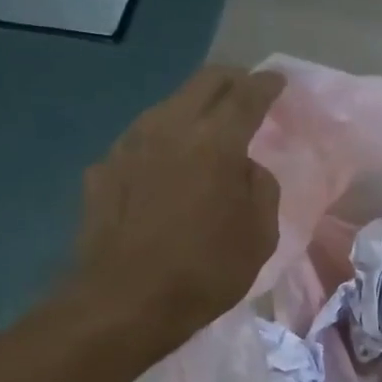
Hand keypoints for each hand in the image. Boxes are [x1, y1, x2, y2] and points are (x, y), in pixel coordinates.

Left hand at [62, 65, 284, 346]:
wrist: (126, 301)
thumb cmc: (207, 271)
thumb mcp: (260, 236)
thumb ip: (261, 188)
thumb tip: (246, 167)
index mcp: (216, 143)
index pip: (246, 96)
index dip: (266, 85)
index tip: (278, 80)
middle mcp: (169, 128)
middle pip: (203, 84)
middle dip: (230, 80)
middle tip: (247, 89)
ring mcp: (129, 144)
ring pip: (168, 107)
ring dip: (194, 108)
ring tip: (208, 127)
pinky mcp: (103, 168)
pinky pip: (142, 141)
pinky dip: (164, 142)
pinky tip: (168, 166)